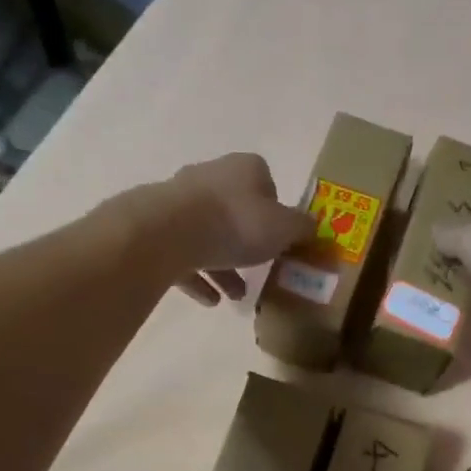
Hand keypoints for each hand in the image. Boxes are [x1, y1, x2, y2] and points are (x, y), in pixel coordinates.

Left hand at [157, 153, 316, 306]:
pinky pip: (184, 256)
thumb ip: (301, 228)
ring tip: (236, 295)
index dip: (275, 210)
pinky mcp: (158, 230)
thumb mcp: (284, 228)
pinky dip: (198, 278)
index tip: (280, 237)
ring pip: (208, 236)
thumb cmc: (237, 223)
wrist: (169, 232)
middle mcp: (210, 177)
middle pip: (235, 210)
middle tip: (259, 269)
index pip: (265, 181)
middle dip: (247, 242)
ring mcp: (180, 203)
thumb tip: (312, 227)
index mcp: (243, 169)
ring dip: (223, 267)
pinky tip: (211, 301)